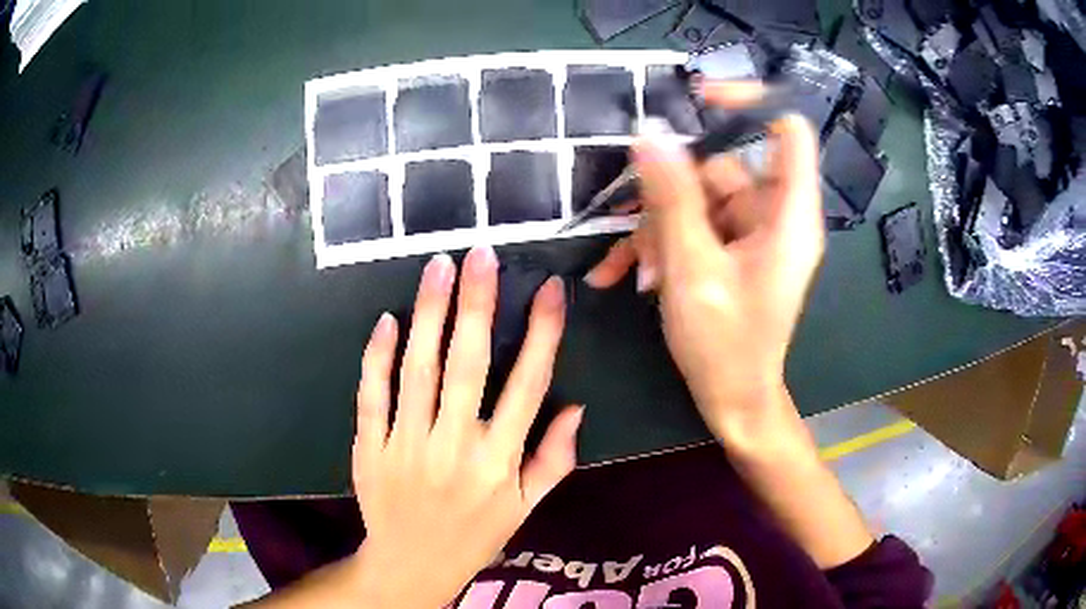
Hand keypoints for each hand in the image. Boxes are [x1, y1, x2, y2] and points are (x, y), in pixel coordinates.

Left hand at [351, 247, 582, 607]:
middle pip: (467, 366)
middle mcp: (454, 448)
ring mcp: (405, 447)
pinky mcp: (369, 448)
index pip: (528, 386)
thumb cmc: (475, 536)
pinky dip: (377, 356)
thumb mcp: (527, 508)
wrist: (412, 566)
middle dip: (477, 305)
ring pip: (417, 371)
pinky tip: (388, 320)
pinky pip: (372, 395)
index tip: (549, 290)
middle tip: (480, 254)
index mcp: (500, 463)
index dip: (542, 334)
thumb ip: (555, 459)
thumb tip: (577, 407)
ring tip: (438, 268)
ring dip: (429, 315)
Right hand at [586, 81, 823, 440]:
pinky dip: (661, 243)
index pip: (787, 129)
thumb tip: (650, 134)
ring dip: (655, 225)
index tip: (697, 100)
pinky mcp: (732, 250)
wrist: (734, 401)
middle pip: (722, 166)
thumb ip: (671, 198)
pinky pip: (694, 226)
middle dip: (669, 189)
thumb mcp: (692, 270)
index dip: (749, 103)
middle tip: (625, 213)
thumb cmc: (725, 345)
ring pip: (698, 199)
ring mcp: (751, 233)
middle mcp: (775, 215)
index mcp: (788, 215)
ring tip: (624, 267)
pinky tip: (624, 275)